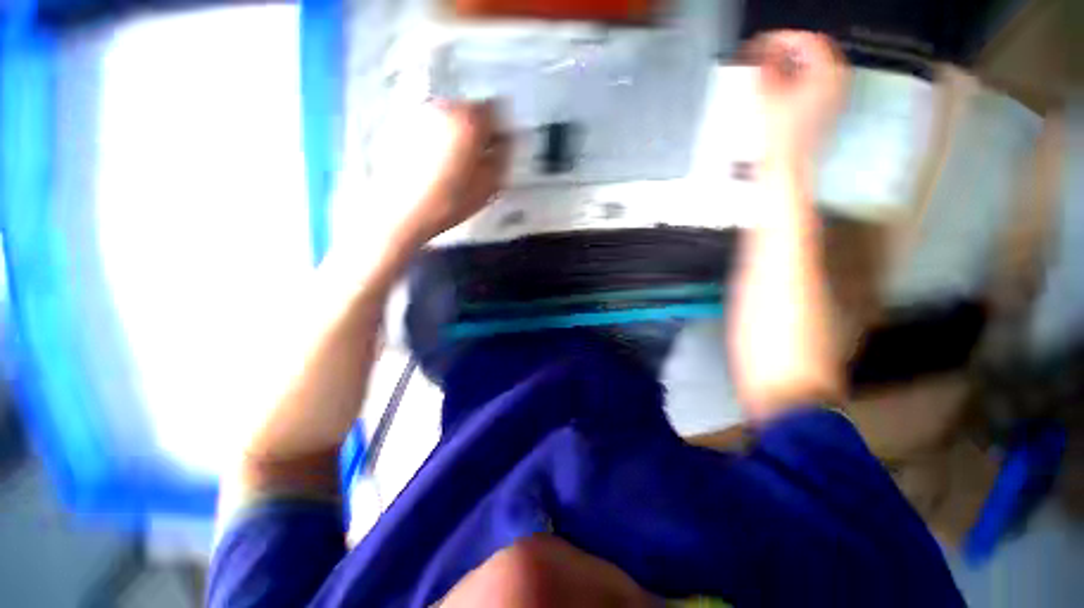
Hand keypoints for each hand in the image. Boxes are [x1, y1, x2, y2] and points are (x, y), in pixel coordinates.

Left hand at [402, 100, 510, 242]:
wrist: (400, 211)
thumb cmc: (450, 202)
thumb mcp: (489, 186)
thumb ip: (502, 158)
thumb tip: (504, 143)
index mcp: (469, 121)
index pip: (495, 109)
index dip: (499, 129)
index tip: (498, 149)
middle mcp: (444, 107)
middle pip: (469, 109)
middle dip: (477, 129)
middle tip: (477, 157)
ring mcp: (419, 113)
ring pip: (448, 115)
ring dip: (456, 132)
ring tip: (454, 162)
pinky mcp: (400, 124)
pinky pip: (429, 124)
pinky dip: (436, 135)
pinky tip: (433, 161)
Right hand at [747, 31, 848, 174]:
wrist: (786, 166)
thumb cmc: (780, 135)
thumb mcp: (768, 95)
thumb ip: (766, 67)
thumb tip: (762, 50)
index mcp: (828, 73)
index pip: (808, 40)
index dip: (783, 38)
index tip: (764, 43)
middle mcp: (836, 81)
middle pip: (814, 52)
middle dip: (788, 50)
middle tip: (766, 55)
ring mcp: (833, 96)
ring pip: (813, 68)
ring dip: (791, 65)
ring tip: (769, 71)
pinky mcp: (825, 110)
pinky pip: (813, 83)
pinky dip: (796, 80)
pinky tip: (779, 88)